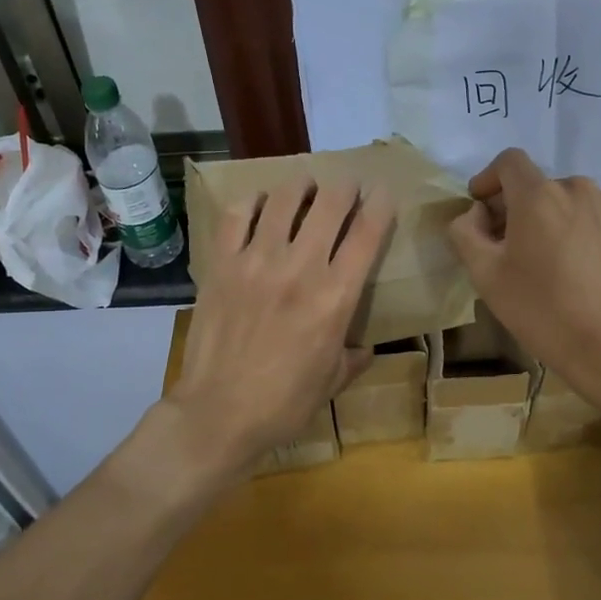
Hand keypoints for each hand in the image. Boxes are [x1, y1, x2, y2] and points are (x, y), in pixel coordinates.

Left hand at [169, 179, 394, 470]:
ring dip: (300, 186)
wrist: (218, 413)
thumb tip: (365, 348)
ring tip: (305, 186)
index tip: (382, 192)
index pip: (367, 233)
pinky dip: (251, 201)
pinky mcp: (222, 265)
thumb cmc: (284, 403)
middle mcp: (300, 268)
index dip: (379, 204)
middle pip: (329, 205)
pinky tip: (259, 203)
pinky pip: (235, 216)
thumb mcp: (332, 382)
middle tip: (346, 185)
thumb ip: (353, 357)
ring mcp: (257, 262)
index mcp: (336, 297)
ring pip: (283, 201)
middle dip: (344, 187)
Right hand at [447, 149, 600, 387]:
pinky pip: (580, 214)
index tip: (477, 209)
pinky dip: (563, 226)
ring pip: (558, 199)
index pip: (508, 162)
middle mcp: (574, 188)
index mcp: (539, 194)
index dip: (487, 179)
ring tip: (532, 257)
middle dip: (510, 206)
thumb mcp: (485, 274)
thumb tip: (475, 215)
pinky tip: (561, 264)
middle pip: (532, 183)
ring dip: (539, 217)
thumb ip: (465, 233)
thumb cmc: (540, 307)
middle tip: (498, 246)